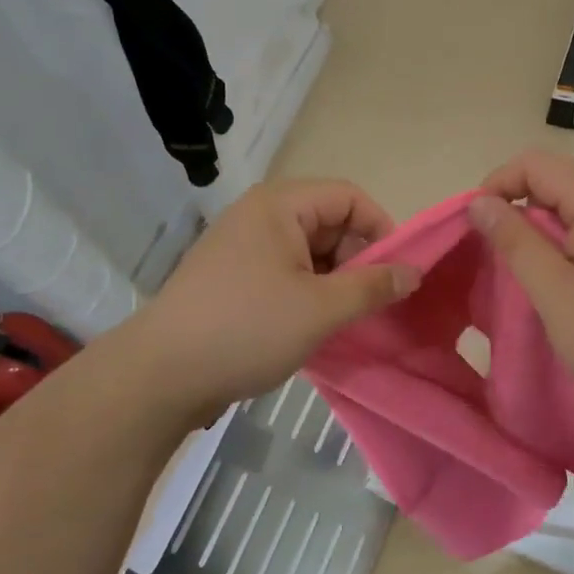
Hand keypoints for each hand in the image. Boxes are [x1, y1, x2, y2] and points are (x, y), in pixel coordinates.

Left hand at [102, 180, 419, 425]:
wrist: (160, 375)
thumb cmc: (246, 329)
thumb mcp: (320, 309)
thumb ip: (372, 286)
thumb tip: (414, 272)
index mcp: (279, 205)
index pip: (349, 197)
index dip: (381, 229)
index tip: (398, 273)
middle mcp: (260, 215)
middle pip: (329, 222)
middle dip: (357, 259)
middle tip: (371, 303)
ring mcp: (242, 247)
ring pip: (308, 251)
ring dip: (334, 280)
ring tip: (344, 320)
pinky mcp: (232, 277)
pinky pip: (285, 271)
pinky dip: (308, 292)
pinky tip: (314, 326)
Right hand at [469, 150, 573, 417]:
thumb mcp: (554, 292)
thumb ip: (514, 240)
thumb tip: (479, 201)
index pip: (534, 163)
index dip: (497, 186)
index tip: (477, 225)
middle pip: (558, 175)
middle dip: (520, 202)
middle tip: (501, 249)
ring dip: (547, 220)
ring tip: (532, 262)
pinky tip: (571, 269)